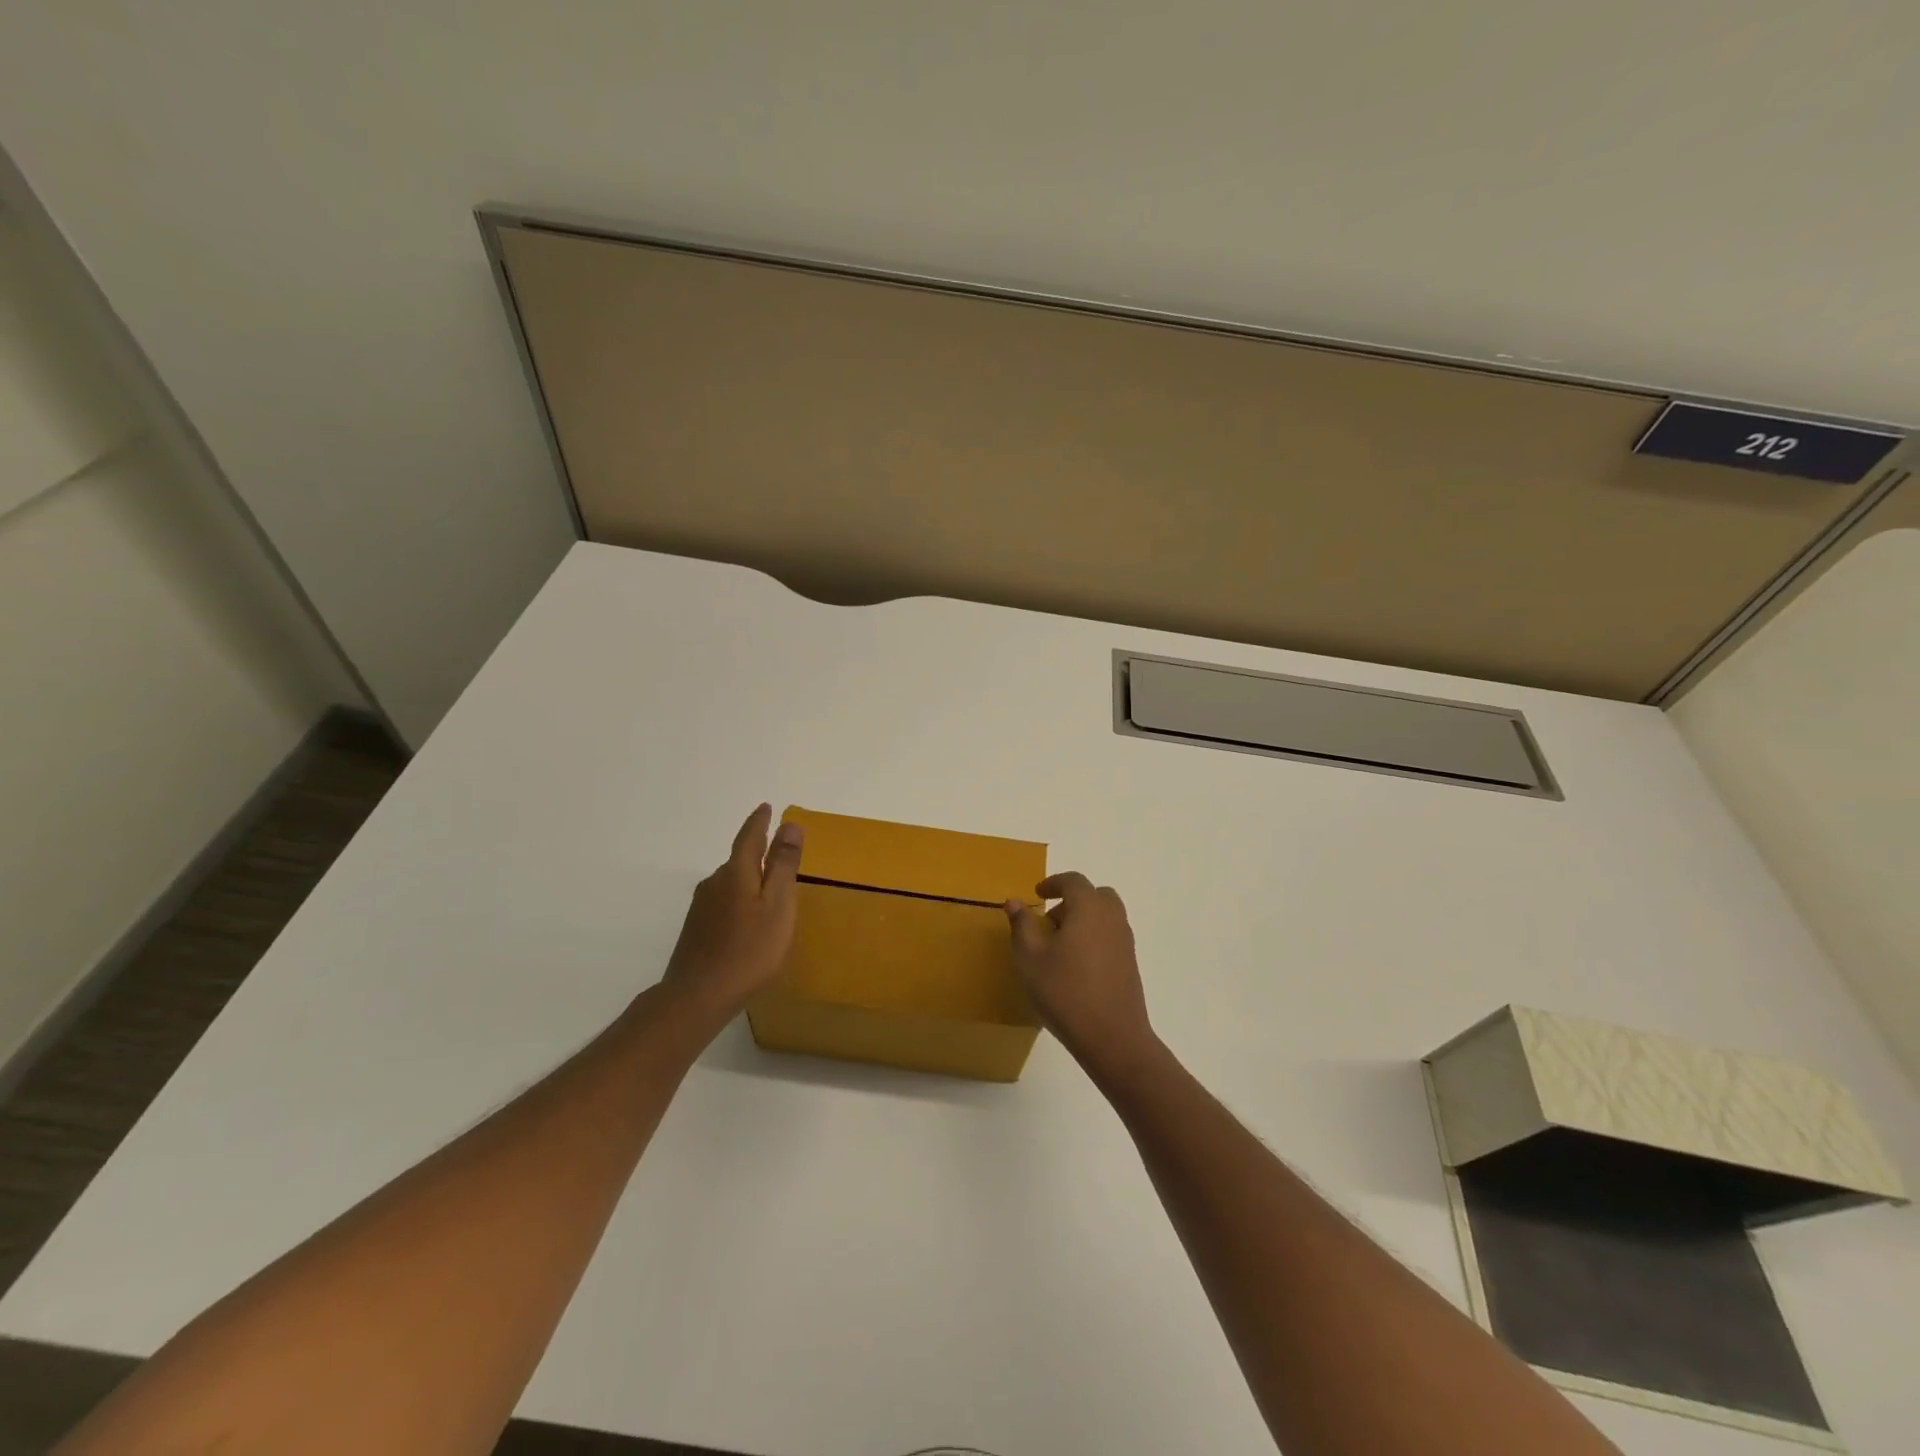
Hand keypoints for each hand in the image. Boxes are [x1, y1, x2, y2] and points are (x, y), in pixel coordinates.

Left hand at [660, 805, 803, 1024]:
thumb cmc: (749, 949)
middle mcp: (714, 882)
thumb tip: (790, 824)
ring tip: (768, 891)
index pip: (749, 837)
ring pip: (730, 883)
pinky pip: (723, 903)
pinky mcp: (696, 929)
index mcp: (736, 872)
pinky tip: (747, 921)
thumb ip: (784, 865)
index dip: (760, 821)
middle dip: (758, 853)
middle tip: (779, 853)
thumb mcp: (778, 905)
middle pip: (739, 860)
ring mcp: (702, 907)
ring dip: (749, 880)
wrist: (698, 996)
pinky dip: (739, 901)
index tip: (767, 807)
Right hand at [1005, 872, 1160, 1082]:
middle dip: (1072, 900)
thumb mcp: (1030, 958)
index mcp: (1088, 908)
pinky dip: (1094, 937)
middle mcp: (1111, 918)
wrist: (1112, 1037)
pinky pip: (1111, 936)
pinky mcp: (1130, 964)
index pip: (1073, 881)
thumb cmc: (1065, 991)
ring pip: (1105, 916)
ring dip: (1084, 919)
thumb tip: (1014, 901)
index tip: (1037, 894)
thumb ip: (1022, 925)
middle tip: (1050, 920)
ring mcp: (1125, 941)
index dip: (1053, 883)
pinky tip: (1076, 965)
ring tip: (1060, 945)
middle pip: (1095, 895)